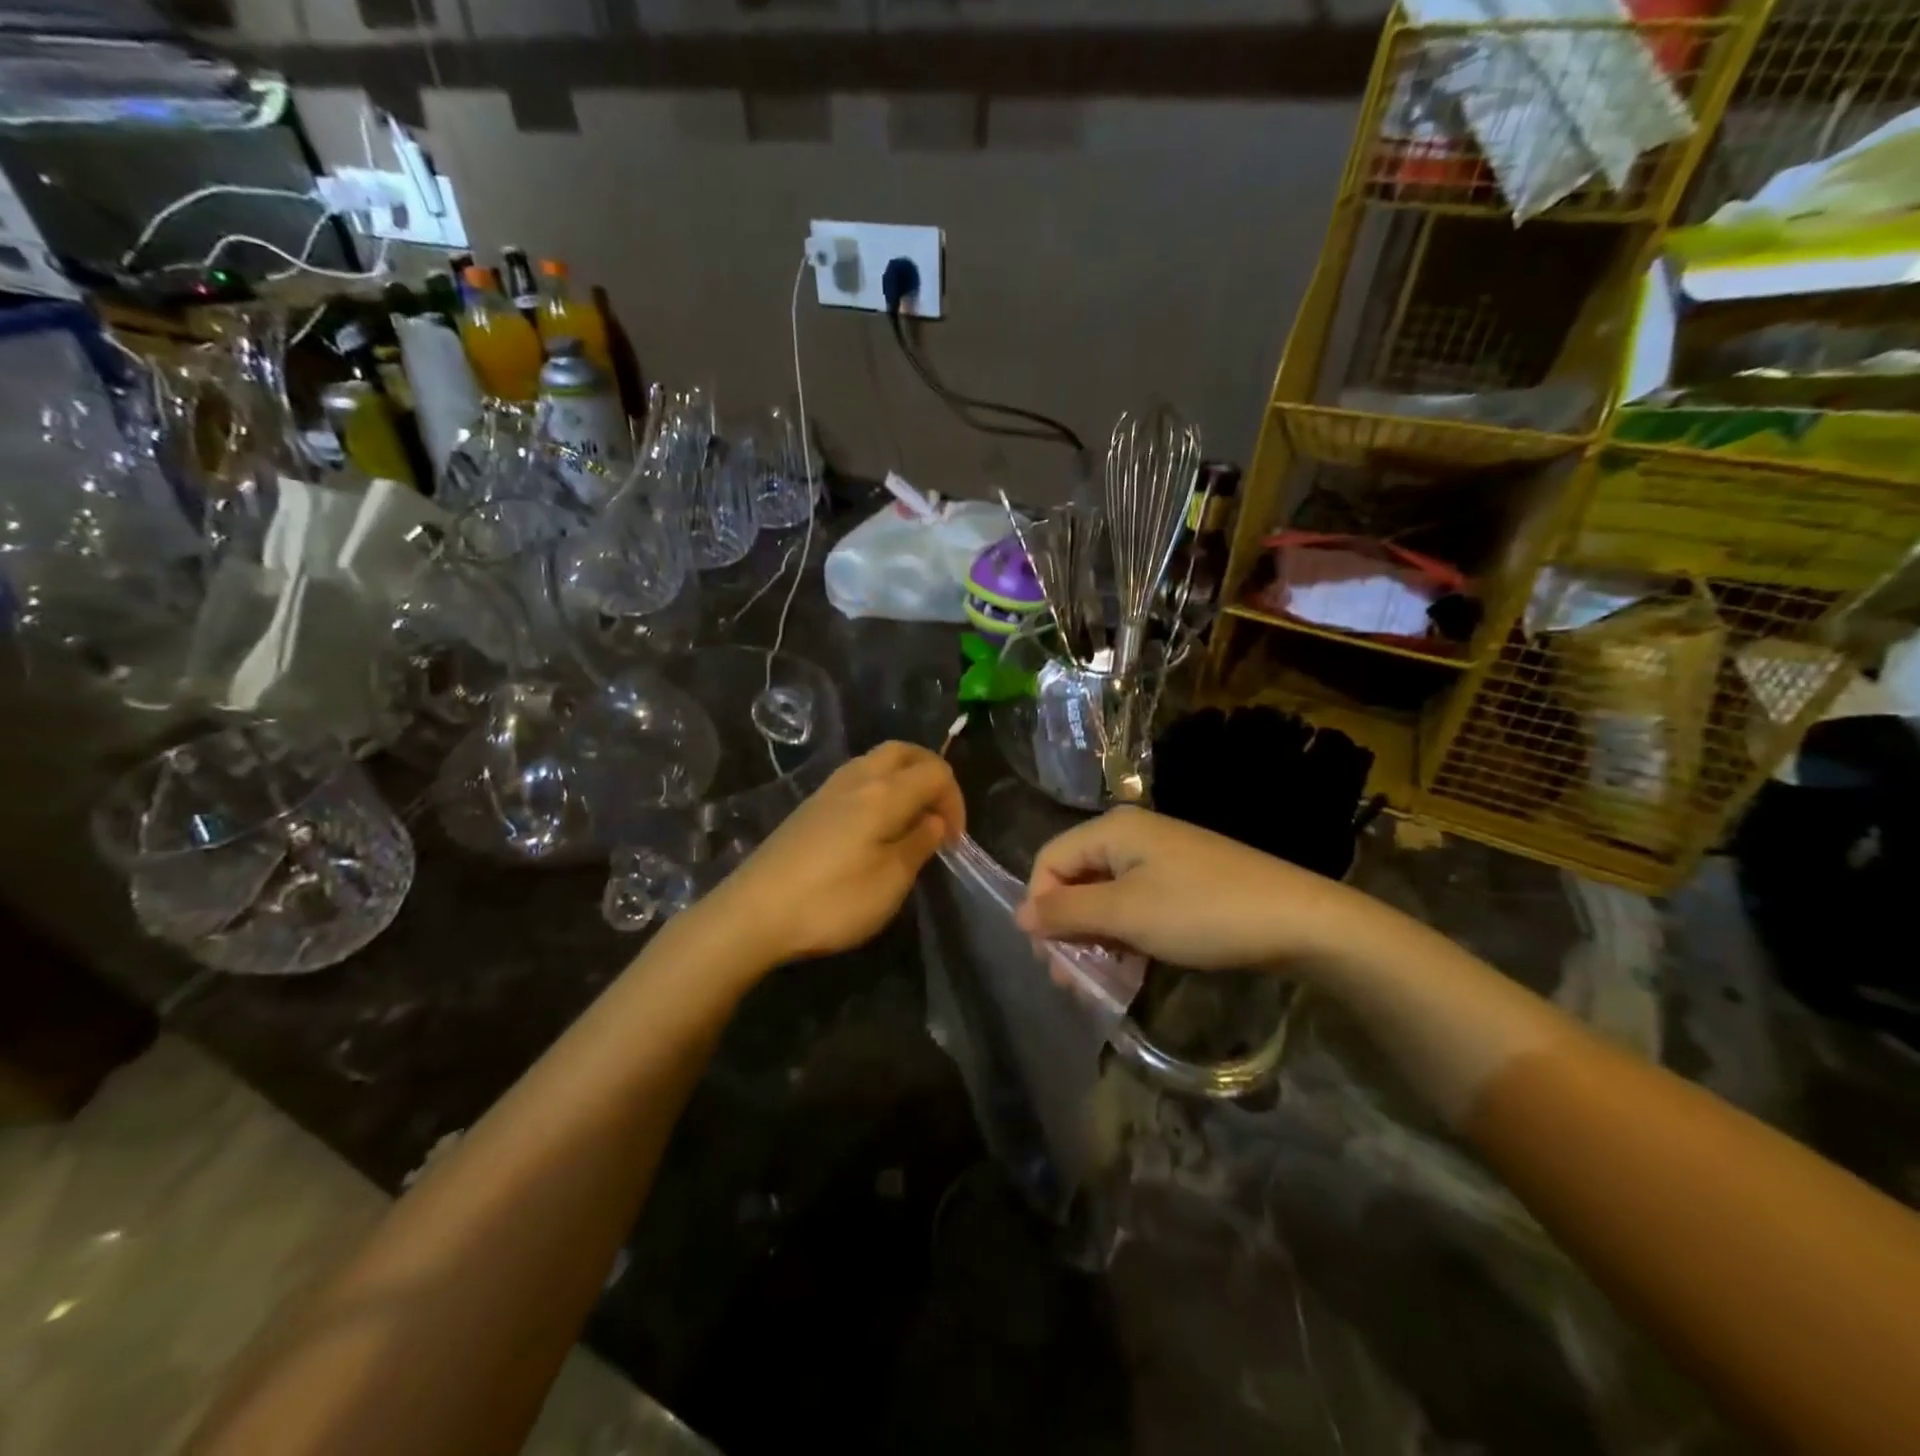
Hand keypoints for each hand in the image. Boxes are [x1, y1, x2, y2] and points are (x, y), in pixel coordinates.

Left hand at [703, 741, 964, 966]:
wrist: (752, 914)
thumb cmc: (831, 901)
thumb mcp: (890, 881)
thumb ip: (919, 844)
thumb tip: (935, 821)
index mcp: (884, 793)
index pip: (936, 772)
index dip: (955, 801)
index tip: (953, 842)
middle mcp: (857, 779)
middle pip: (904, 751)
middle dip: (931, 774)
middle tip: (938, 814)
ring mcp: (828, 790)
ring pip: (877, 761)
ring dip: (903, 779)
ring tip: (910, 820)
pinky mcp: (809, 807)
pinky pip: (856, 778)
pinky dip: (879, 789)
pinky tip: (875, 827)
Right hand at [1014, 806, 1367, 971]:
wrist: (1299, 921)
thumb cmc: (1202, 912)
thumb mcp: (1126, 914)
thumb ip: (1067, 913)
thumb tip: (1019, 914)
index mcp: (1112, 830)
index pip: (1049, 860)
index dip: (1040, 905)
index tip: (1049, 955)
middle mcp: (1131, 838)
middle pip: (1075, 880)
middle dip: (1065, 930)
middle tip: (1069, 980)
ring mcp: (1159, 862)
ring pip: (1104, 899)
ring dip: (1093, 941)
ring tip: (1096, 985)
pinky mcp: (1181, 886)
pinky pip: (1134, 908)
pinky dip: (1123, 939)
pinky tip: (1127, 972)